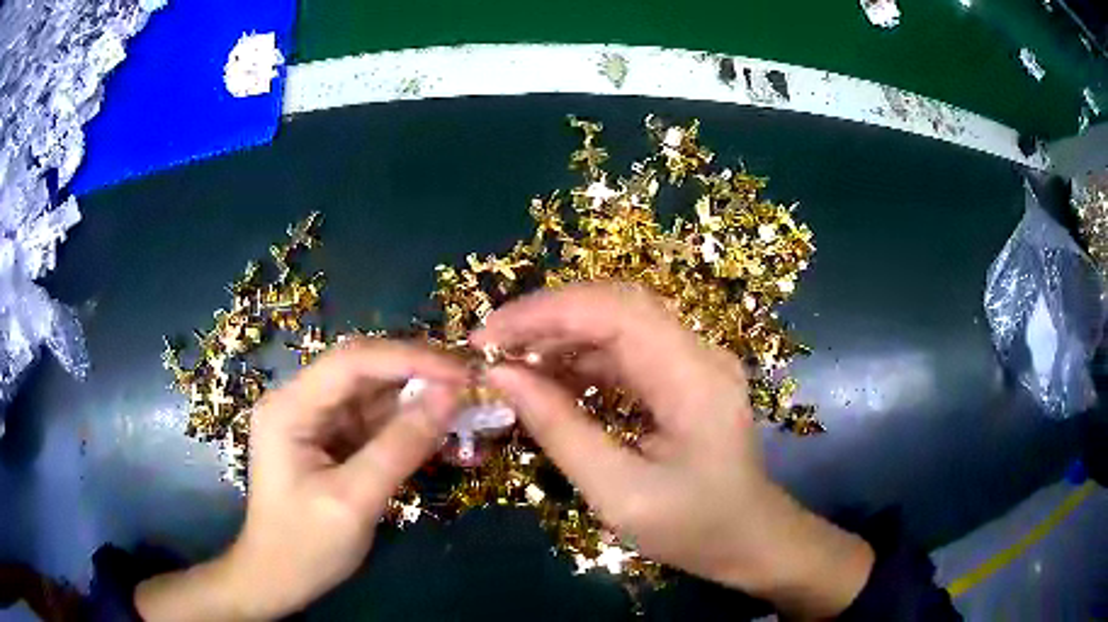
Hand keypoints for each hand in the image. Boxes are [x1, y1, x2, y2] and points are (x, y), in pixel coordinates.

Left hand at [136, 339, 466, 620]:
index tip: (461, 373)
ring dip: (421, 404)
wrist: (278, 580)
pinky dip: (411, 430)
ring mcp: (316, 421)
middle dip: (419, 376)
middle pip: (365, 372)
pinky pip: (376, 424)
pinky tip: (445, 439)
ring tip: (469, 412)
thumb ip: (400, 447)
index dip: (409, 358)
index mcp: (290, 407)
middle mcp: (301, 402)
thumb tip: (450, 397)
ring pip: (376, 396)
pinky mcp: (332, 441)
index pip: (353, 361)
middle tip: (473, 387)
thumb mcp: (354, 500)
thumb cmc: (305, 546)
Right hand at [472, 282, 873, 618]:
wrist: (748, 538)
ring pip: (617, 322)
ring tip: (509, 365)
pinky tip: (548, 380)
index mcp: (694, 378)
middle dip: (545, 318)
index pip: (613, 311)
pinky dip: (580, 358)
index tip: (486, 338)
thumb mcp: (618, 493)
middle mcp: (699, 352)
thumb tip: (501, 376)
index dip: (544, 313)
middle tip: (490, 347)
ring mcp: (694, 360)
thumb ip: (560, 430)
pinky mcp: (684, 375)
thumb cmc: (692, 528)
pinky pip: (625, 349)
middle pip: (614, 304)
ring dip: (560, 337)